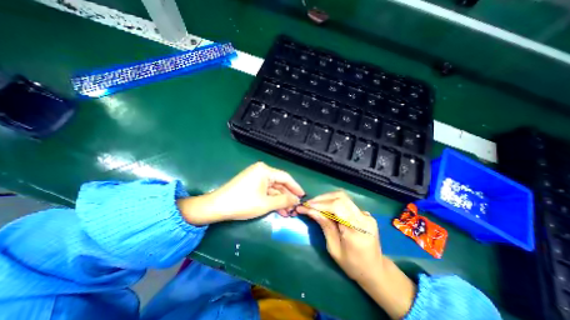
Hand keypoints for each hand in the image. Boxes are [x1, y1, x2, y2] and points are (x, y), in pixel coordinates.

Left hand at [177, 162, 304, 224]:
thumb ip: (284, 201)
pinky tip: (278, 210)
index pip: (285, 177)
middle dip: (287, 197)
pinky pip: (265, 191)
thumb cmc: (243, 203)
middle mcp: (261, 171)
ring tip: (288, 213)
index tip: (303, 196)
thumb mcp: (266, 203)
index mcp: (265, 170)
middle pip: (279, 184)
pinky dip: (271, 200)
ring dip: (280, 200)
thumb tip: (296, 200)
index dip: (295, 187)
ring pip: (273, 189)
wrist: (216, 207)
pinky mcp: (251, 184)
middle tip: (295, 208)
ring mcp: (255, 177)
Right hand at [296, 191, 417, 318]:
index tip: (306, 205)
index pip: (338, 206)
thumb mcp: (334, 249)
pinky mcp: (364, 213)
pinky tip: (325, 208)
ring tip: (314, 205)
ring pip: (343, 197)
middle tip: (309, 204)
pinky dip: (333, 202)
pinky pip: (346, 203)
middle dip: (322, 198)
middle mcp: (364, 218)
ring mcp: (366, 214)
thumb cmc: (353, 265)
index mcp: (357, 229)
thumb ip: (324, 226)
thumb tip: (310, 210)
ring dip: (326, 199)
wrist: (375, 270)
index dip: (320, 203)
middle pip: (341, 197)